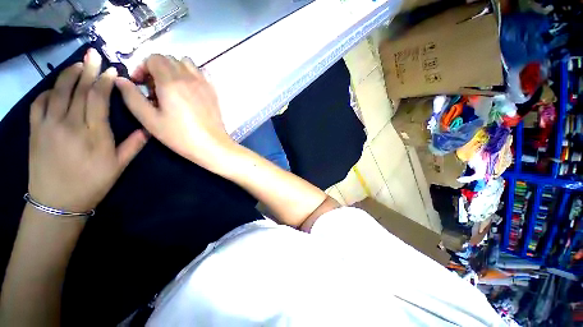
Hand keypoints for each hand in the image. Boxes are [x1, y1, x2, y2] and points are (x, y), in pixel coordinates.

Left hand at [28, 48, 147, 212]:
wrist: (57, 201)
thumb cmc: (92, 183)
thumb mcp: (118, 167)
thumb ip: (132, 146)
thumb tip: (147, 130)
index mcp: (94, 135)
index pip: (98, 99)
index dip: (105, 82)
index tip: (112, 70)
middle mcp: (70, 124)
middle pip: (79, 90)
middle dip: (88, 69)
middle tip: (94, 54)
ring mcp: (49, 125)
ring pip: (58, 91)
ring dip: (68, 74)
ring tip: (78, 64)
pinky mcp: (36, 130)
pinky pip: (39, 102)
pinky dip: (47, 91)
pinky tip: (55, 88)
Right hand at [115, 55, 233, 171]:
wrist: (212, 145)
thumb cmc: (181, 136)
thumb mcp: (150, 120)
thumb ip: (132, 97)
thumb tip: (120, 79)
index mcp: (171, 82)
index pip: (153, 58)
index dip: (142, 67)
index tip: (140, 84)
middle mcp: (189, 77)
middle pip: (169, 59)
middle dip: (156, 68)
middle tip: (154, 89)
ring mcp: (204, 83)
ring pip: (186, 63)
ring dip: (174, 69)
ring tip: (171, 88)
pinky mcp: (214, 91)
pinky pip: (201, 73)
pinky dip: (191, 74)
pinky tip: (188, 90)